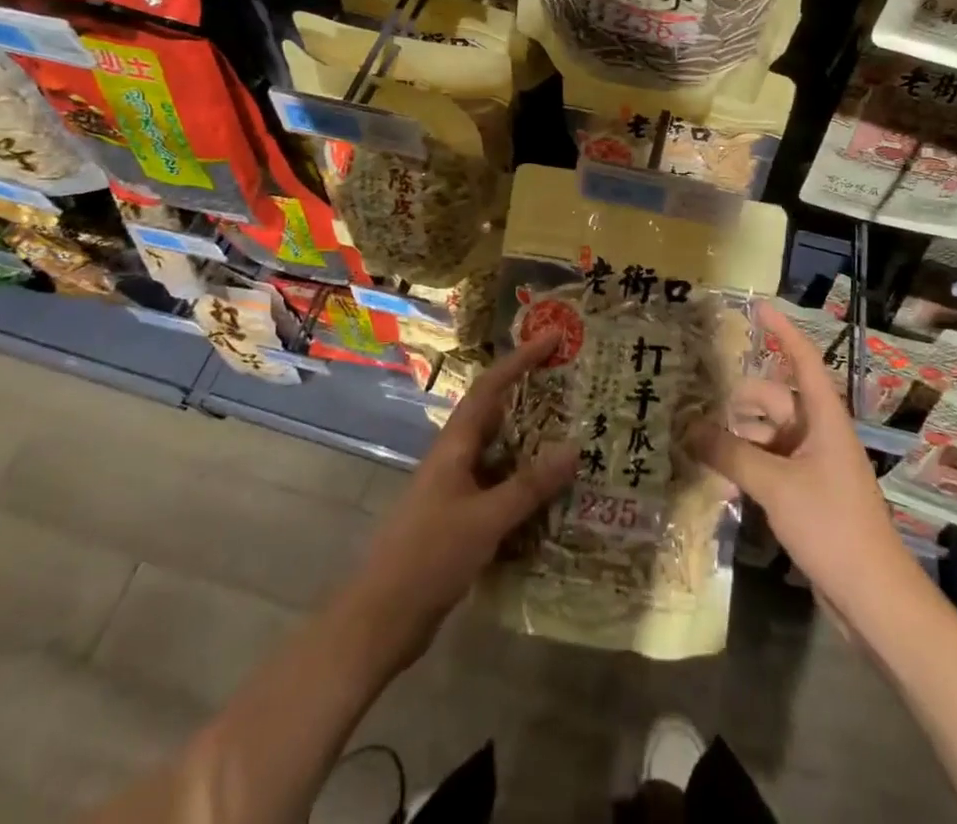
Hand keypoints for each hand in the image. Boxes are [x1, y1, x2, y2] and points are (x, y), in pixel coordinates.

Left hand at [339, 333, 573, 667]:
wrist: (380, 620)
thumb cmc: (429, 557)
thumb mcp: (484, 520)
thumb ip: (529, 486)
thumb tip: (574, 447)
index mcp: (455, 445)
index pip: (491, 387)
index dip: (521, 359)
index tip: (553, 338)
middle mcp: (456, 459)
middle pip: (497, 415)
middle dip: (532, 397)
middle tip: (574, 388)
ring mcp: (456, 490)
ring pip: (501, 455)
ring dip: (533, 445)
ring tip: (575, 439)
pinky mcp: (460, 520)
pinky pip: (500, 489)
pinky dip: (526, 487)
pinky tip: (554, 500)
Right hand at [691, 300, 911, 617]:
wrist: (874, 597)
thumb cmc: (832, 526)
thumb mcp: (776, 486)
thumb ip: (731, 454)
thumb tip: (688, 427)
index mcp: (823, 418)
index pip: (803, 360)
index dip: (782, 332)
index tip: (758, 306)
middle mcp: (818, 433)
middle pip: (772, 400)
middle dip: (736, 401)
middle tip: (691, 403)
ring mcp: (812, 464)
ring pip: (766, 434)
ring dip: (736, 436)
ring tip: (694, 442)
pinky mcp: (805, 493)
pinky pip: (769, 463)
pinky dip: (745, 463)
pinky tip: (717, 476)